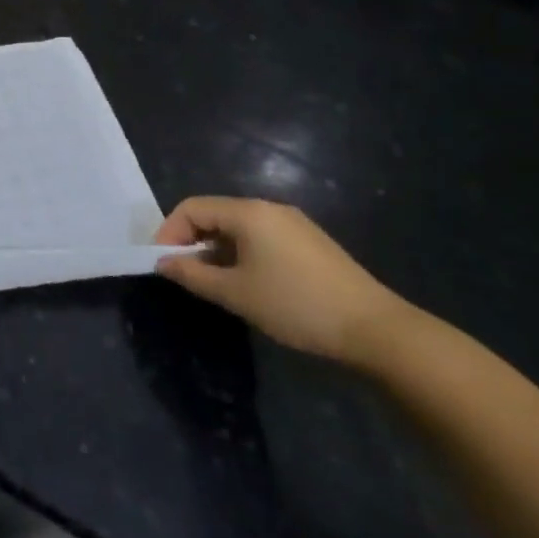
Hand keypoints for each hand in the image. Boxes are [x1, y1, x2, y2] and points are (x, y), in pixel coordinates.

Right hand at [153, 197, 407, 362]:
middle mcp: (269, 208)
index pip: (192, 208)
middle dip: (192, 241)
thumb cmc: (296, 305)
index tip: (162, 264)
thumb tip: (164, 263)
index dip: (169, 233)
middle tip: (184, 275)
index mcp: (248, 212)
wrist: (375, 329)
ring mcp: (293, 223)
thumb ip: (193, 275)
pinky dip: (241, 253)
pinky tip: (248, 283)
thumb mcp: (236, 294)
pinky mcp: (309, 242)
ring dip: (216, 249)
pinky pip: (261, 237)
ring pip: (238, 227)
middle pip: (214, 213)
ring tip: (213, 283)